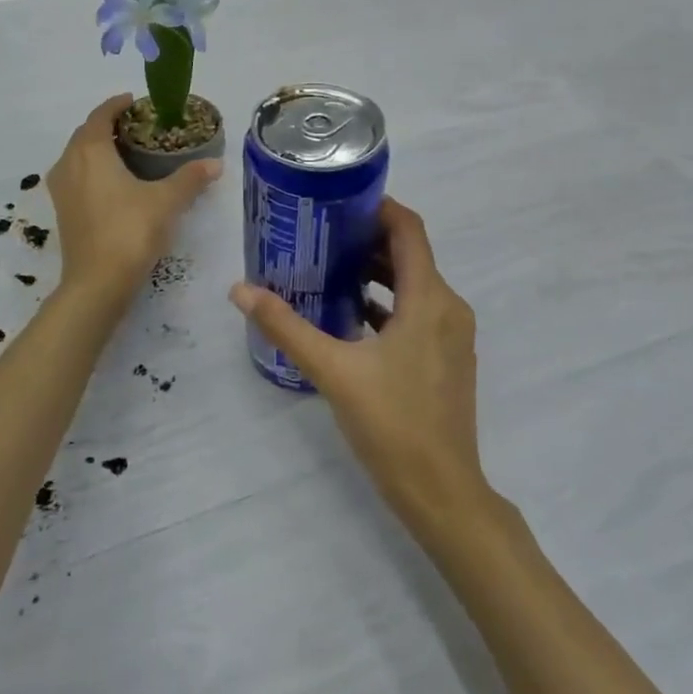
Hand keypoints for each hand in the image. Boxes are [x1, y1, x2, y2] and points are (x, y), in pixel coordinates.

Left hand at [48, 94, 221, 303]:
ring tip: (127, 153)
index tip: (136, 102)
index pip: (101, 115)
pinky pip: (76, 177)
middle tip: (138, 128)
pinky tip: (114, 184)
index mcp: (90, 151)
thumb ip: (190, 178)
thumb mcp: (166, 202)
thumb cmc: (130, 232)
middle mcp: (69, 163)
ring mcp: (61, 189)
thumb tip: (216, 163)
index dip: (117, 105)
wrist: (97, 283)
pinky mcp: (62, 211)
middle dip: (109, 126)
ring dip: (98, 149)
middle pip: (86, 134)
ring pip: (78, 156)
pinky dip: (92, 170)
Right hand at [229, 198, 490, 536]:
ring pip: (415, 285)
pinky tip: (351, 316)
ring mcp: (452, 335)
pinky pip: (419, 313)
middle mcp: (448, 307)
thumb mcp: (333, 371)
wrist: (442, 492)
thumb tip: (240, 289)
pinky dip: (389, 304)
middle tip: (321, 234)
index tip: (339, 202)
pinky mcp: (447, 358)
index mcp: (429, 299)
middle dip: (368, 240)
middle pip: (411, 255)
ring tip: (329, 269)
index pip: (409, 230)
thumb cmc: (392, 424)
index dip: (379, 208)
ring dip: (377, 273)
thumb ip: (286, 327)